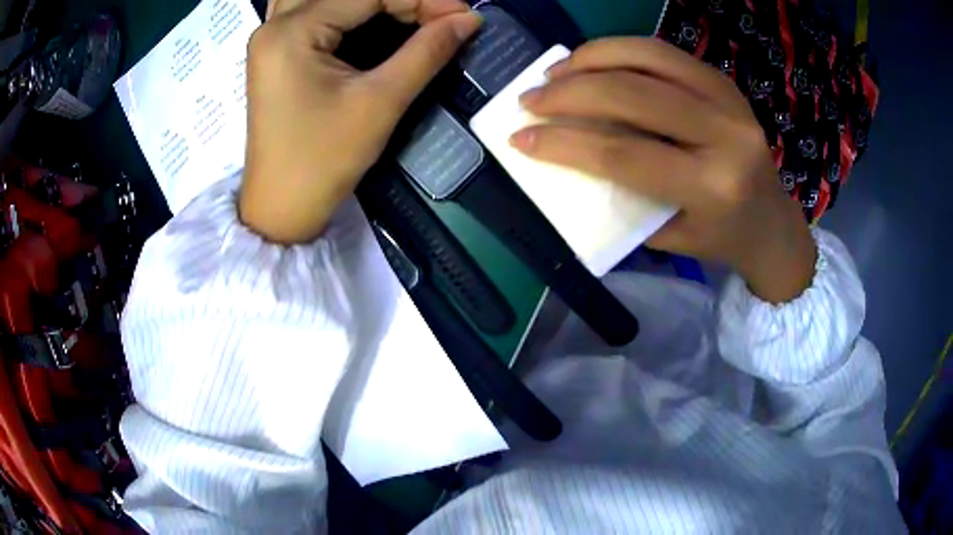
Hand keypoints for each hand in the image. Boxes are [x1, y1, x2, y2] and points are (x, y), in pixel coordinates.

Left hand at [241, 0, 481, 243]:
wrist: (281, 208)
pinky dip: (346, 8)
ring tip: (405, 13)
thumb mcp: (380, 103)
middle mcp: (275, 25)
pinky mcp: (275, 52)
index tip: (464, 15)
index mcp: (292, 32)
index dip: (423, 0)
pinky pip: (312, 11)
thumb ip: (426, 52)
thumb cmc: (323, 160)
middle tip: (438, 16)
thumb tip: (469, 20)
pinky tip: (372, 16)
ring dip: (367, 1)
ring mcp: (270, 37)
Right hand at [511, 37, 815, 302]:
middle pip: (634, 95)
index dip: (565, 143)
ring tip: (556, 71)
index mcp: (713, 186)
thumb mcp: (669, 235)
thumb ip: (623, 195)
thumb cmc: (720, 239)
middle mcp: (726, 135)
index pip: (625, 154)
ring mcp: (730, 100)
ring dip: (592, 58)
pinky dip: (622, 49)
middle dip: (570, 92)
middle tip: (531, 98)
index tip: (521, 138)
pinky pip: (665, 52)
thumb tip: (567, 154)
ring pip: (649, 57)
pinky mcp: (725, 81)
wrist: (773, 225)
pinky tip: (595, 60)